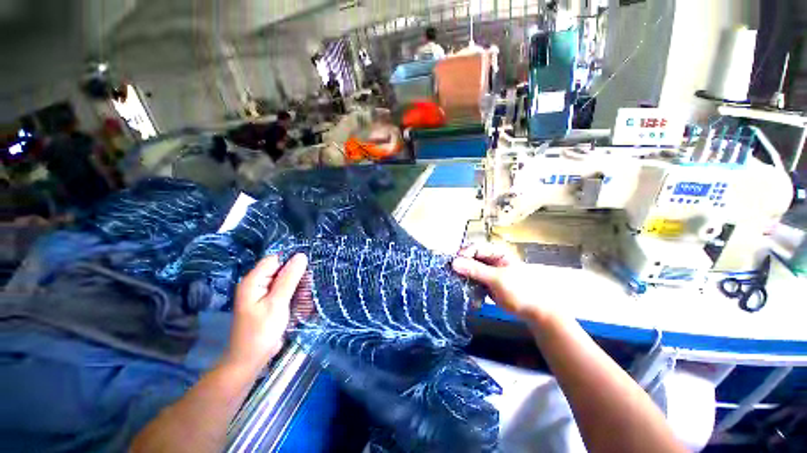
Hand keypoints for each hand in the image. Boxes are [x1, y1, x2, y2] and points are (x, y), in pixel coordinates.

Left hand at [225, 254, 307, 372]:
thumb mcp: (277, 303)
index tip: (309, 266)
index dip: (292, 260)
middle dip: (296, 273)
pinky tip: (304, 297)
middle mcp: (257, 284)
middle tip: (312, 280)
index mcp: (253, 281)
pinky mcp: (269, 302)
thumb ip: (289, 278)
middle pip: (280, 269)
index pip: (275, 259)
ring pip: (284, 280)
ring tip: (310, 289)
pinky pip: (284, 290)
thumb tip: (301, 255)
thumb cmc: (261, 331)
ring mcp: (263, 294)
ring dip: (297, 283)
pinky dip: (294, 292)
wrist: (250, 360)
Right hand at [452, 243, 556, 323]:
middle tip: (450, 275)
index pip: (474, 248)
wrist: (537, 311)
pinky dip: (468, 287)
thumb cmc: (521, 289)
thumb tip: (453, 262)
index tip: (452, 265)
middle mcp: (490, 260)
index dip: (463, 255)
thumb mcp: (497, 278)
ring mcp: (487, 273)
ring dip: (463, 278)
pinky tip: (465, 293)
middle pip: (469, 259)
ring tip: (455, 285)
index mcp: (495, 252)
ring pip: (469, 271)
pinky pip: (472, 282)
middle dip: (460, 267)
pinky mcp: (485, 285)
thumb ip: (475, 270)